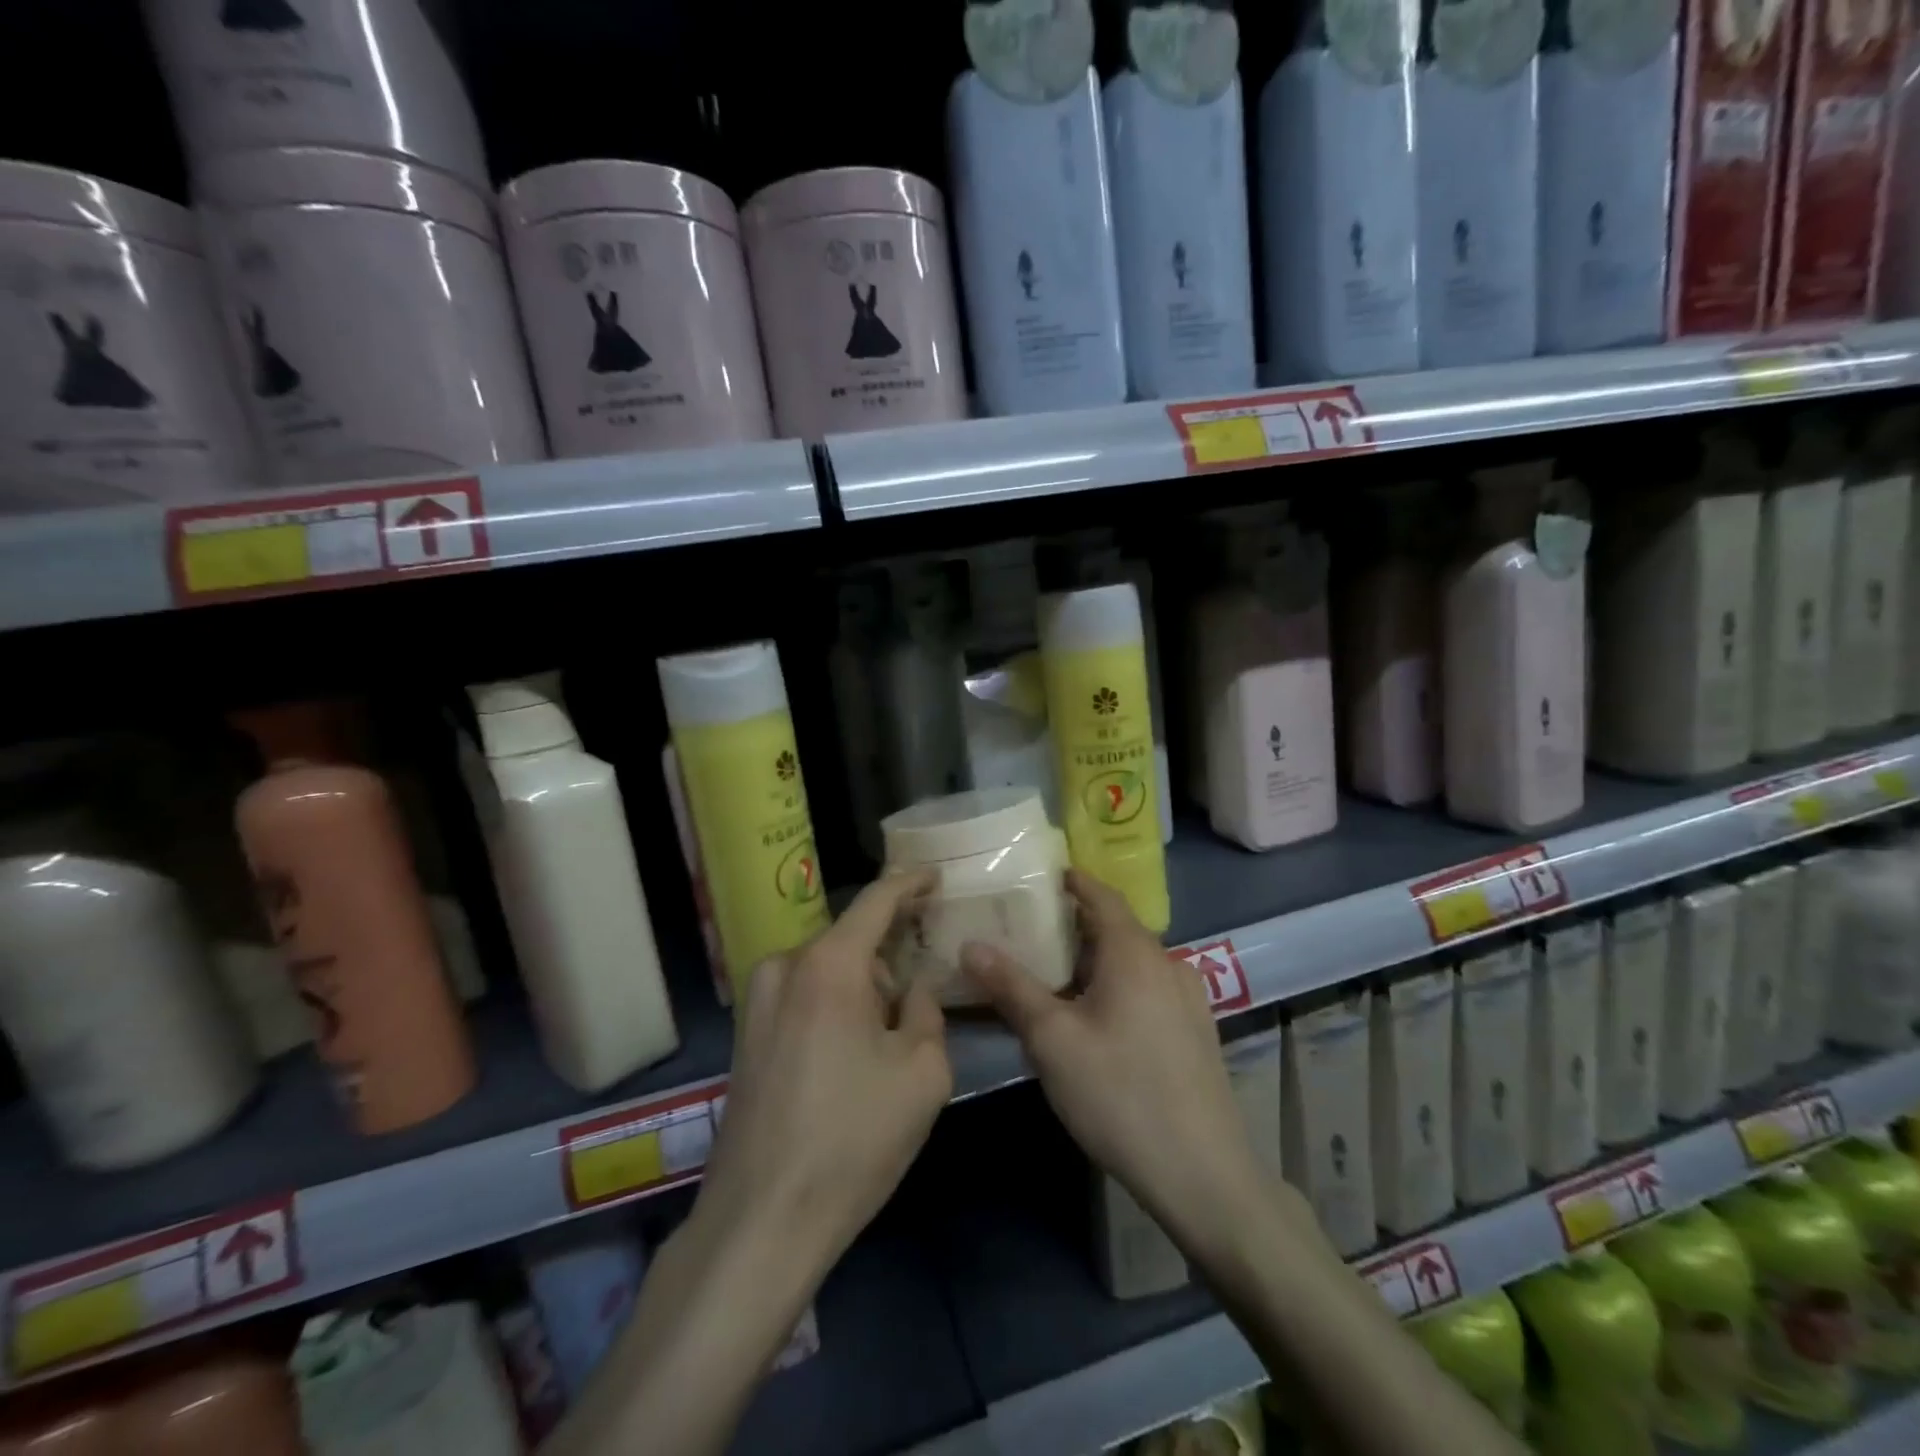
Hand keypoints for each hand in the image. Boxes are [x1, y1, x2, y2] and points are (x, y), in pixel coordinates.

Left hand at [693, 869, 951, 1271]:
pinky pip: (802, 995)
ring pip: (827, 969)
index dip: (909, 883)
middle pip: (851, 940)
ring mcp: (757, 1000)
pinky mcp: (746, 1033)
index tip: (935, 875)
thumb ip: (927, 1007)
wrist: (761, 1219)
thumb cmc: (853, 1139)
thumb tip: (919, 980)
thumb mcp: (921, 1072)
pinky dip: (834, 1004)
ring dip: (862, 985)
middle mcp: (785, 966)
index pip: (876, 901)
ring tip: (888, 1038)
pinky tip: (851, 1054)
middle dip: (891, 955)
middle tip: (924, 989)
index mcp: (829, 965)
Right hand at [962, 870, 1266, 1253]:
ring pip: (1133, 960)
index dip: (1072, 881)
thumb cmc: (1119, 1093)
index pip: (1101, 895)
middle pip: (1116, 927)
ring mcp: (1189, 998)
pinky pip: (1149, 987)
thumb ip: (1011, 986)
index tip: (1039, 876)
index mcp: (1135, 952)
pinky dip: (1117, 983)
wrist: (1203, 1173)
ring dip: (1096, 957)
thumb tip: (971, 944)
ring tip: (1054, 972)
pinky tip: (1095, 1015)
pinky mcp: (1196, 1031)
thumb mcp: (1052, 1039)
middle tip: (1030, 928)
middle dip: (1075, 923)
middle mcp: (1167, 962)